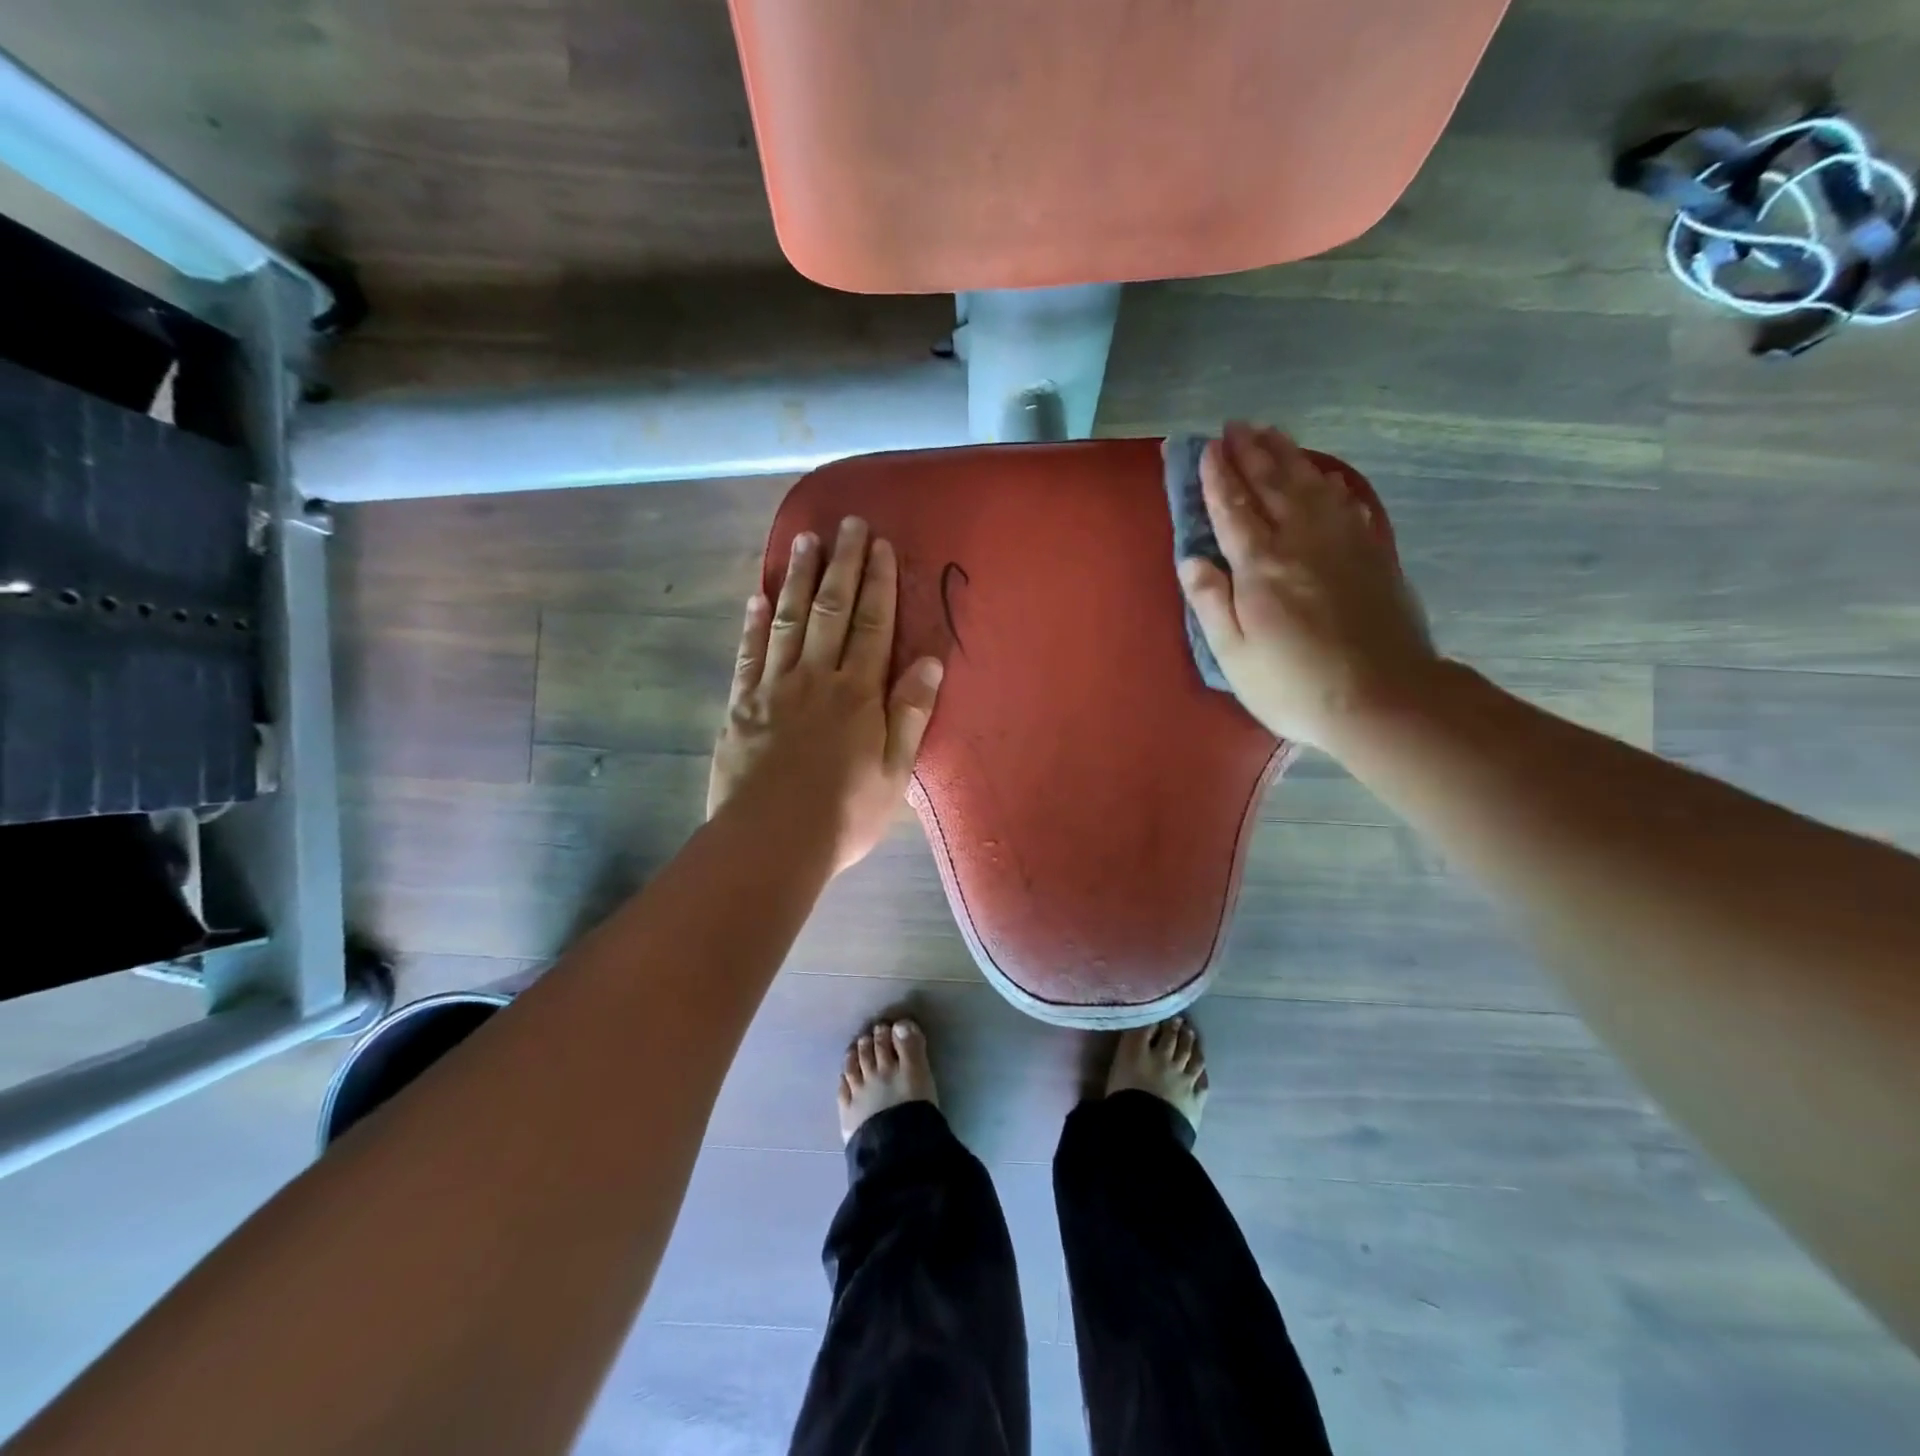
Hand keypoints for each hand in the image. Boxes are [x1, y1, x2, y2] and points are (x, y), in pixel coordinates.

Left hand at [707, 516, 944, 873]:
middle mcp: (816, 679)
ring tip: (804, 539)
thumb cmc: (844, 813)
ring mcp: (774, 688)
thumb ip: (910, 713)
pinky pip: (748, 654)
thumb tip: (930, 661)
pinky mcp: (741, 706)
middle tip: (846, 523)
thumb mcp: (895, 771)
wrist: (771, 842)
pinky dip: (753, 622)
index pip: (871, 626)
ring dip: (797, 578)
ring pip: (788, 621)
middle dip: (841, 564)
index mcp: (858, 694)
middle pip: (830, 610)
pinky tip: (756, 595)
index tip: (879, 546)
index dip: (877, 583)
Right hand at [1179, 422, 1439, 752]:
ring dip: (1289, 456)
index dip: (1217, 476)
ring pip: (1312, 485)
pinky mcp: (1373, 556)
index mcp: (1260, 565)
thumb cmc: (1293, 684)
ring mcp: (1343, 544)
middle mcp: (1301, 541)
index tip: (1205, 447)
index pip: (1233, 507)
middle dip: (1251, 452)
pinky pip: (1348, 506)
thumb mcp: (1233, 654)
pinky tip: (1327, 478)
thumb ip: (1210, 601)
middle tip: (1236, 425)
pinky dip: (1332, 484)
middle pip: (1273, 484)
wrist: (1382, 699)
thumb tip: (1191, 558)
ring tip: (1273, 433)